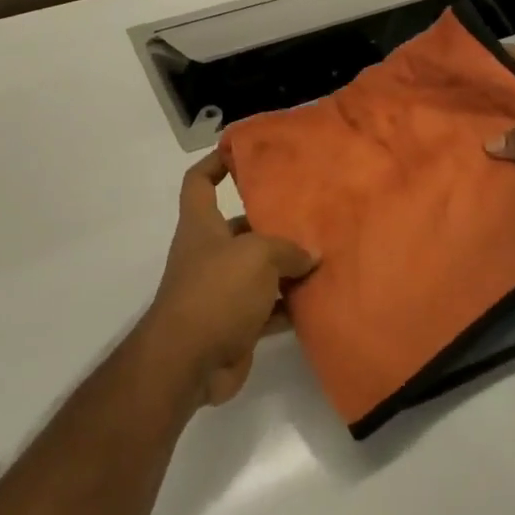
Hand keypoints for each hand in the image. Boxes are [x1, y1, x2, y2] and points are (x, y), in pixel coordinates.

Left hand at [143, 149, 317, 407]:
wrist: (188, 362)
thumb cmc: (216, 292)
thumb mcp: (257, 256)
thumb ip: (287, 249)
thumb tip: (309, 255)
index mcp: (202, 226)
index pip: (199, 182)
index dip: (215, 163)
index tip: (242, 152)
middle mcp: (209, 254)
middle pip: (241, 227)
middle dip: (273, 222)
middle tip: (313, 215)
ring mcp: (222, 291)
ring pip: (260, 270)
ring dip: (288, 267)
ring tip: (326, 255)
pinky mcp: (236, 324)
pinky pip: (269, 308)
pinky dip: (290, 305)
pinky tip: (321, 299)